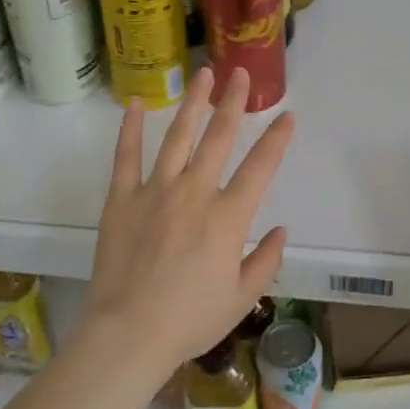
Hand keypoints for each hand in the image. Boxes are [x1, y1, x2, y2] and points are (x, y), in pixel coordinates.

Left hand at [84, 65, 295, 380]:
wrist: (128, 335)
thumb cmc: (190, 321)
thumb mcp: (241, 298)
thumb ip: (266, 261)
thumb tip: (281, 231)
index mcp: (227, 217)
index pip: (260, 167)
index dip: (276, 139)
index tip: (288, 115)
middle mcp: (194, 193)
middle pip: (218, 138)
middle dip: (232, 102)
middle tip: (239, 73)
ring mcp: (155, 192)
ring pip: (177, 137)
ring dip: (192, 104)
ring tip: (202, 74)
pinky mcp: (121, 199)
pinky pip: (126, 157)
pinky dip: (129, 129)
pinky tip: (133, 104)